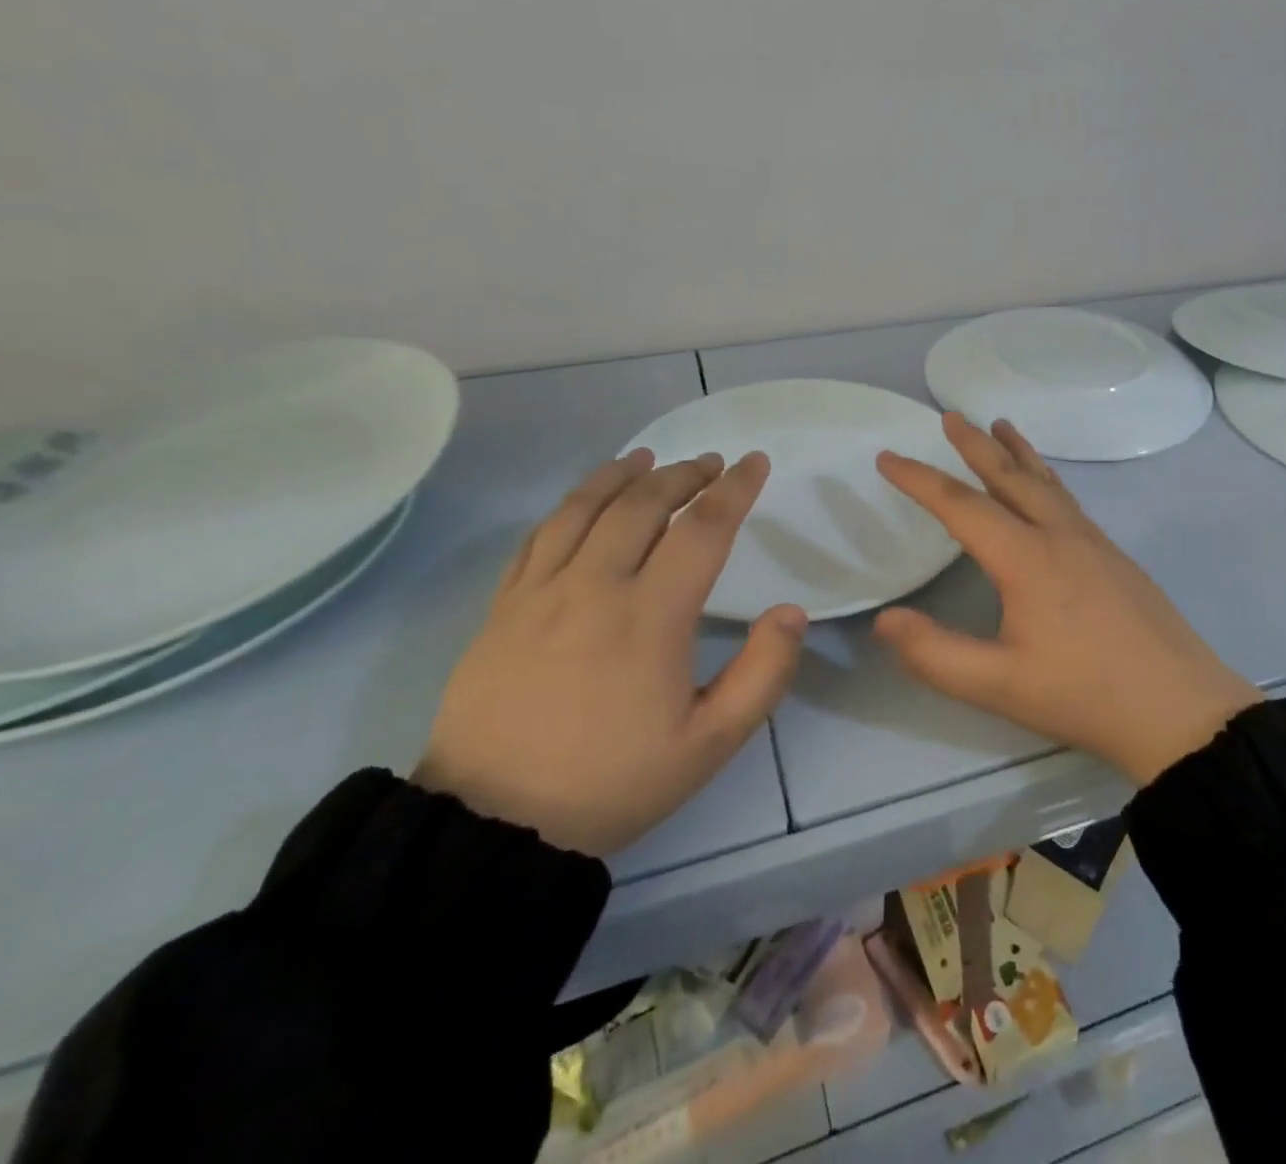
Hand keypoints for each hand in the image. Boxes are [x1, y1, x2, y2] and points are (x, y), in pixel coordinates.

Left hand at [415, 449, 806, 857]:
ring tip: (647, 459)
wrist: (493, 826)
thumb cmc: (612, 782)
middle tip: (711, 462)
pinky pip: (538, 536)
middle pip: (642, 504)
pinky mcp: (502, 607)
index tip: (754, 463)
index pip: (702, 530)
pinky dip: (569, 504)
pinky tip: (584, 500)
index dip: (735, 490)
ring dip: (622, 475)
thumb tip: (792, 612)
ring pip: (583, 508)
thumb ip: (763, 673)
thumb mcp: (709, 744)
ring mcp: (539, 592)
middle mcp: (594, 586)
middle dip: (683, 474)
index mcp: (650, 616)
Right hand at [874, 415, 1256, 785]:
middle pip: (1010, 476)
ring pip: (1047, 483)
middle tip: (951, 416)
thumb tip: (885, 619)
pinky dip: (1046, 479)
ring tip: (1001, 426)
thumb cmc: (1084, 695)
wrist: (1181, 711)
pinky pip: (1069, 501)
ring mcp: (1094, 543)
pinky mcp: (1116, 558)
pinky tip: (1047, 491)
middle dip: (975, 444)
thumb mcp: (998, 685)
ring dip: (1018, 452)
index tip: (887, 457)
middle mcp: (1060, 536)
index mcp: (1026, 558)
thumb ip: (934, 654)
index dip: (919, 479)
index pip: (960, 505)